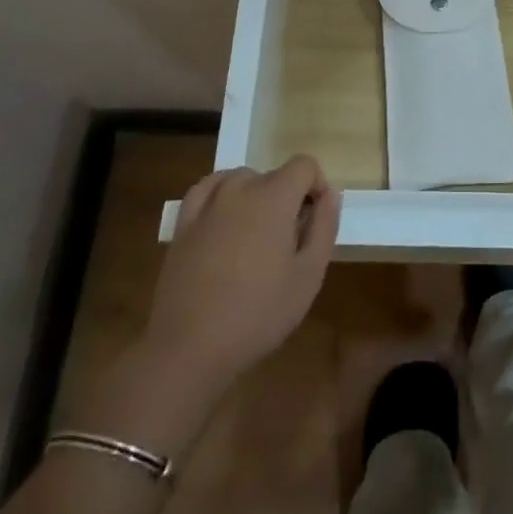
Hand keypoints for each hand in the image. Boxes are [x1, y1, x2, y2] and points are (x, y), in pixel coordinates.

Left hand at [142, 155, 341, 398]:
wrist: (190, 347)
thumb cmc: (258, 313)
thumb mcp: (309, 276)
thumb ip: (324, 227)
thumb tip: (330, 194)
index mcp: (274, 198)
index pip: (304, 165)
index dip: (317, 186)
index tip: (316, 220)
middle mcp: (239, 189)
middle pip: (273, 174)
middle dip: (287, 197)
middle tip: (289, 240)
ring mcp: (207, 205)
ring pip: (240, 179)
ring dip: (255, 195)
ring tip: (257, 235)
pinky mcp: (182, 224)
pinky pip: (206, 190)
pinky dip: (220, 194)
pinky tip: (224, 218)